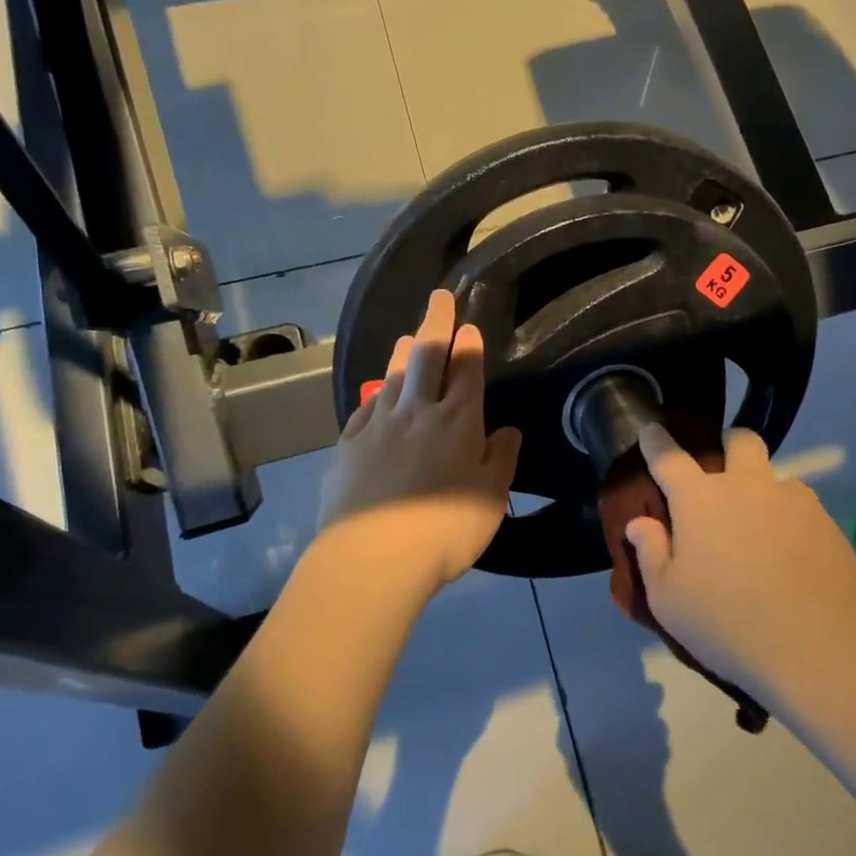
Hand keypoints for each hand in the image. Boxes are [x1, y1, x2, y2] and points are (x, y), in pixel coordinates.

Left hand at [317, 290, 521, 589]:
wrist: (373, 557)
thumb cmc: (446, 529)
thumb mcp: (491, 497)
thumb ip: (501, 458)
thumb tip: (506, 430)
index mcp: (458, 421)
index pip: (466, 371)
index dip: (470, 345)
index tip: (470, 325)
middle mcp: (417, 412)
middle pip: (426, 357)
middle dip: (435, 324)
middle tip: (439, 298)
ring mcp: (378, 425)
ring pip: (393, 377)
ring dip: (404, 352)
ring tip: (408, 337)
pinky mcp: (348, 445)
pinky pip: (366, 407)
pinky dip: (376, 393)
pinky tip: (377, 392)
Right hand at [624, 424, 855, 703]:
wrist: (817, 646)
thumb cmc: (726, 622)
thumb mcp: (668, 599)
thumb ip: (650, 552)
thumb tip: (640, 522)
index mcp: (700, 500)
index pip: (670, 458)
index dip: (656, 441)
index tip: (651, 428)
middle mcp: (747, 487)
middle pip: (739, 441)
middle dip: (727, 442)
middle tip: (722, 465)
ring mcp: (792, 501)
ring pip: (775, 475)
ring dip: (762, 487)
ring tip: (759, 525)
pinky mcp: (826, 523)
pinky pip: (802, 506)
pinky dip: (789, 518)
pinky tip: (790, 553)